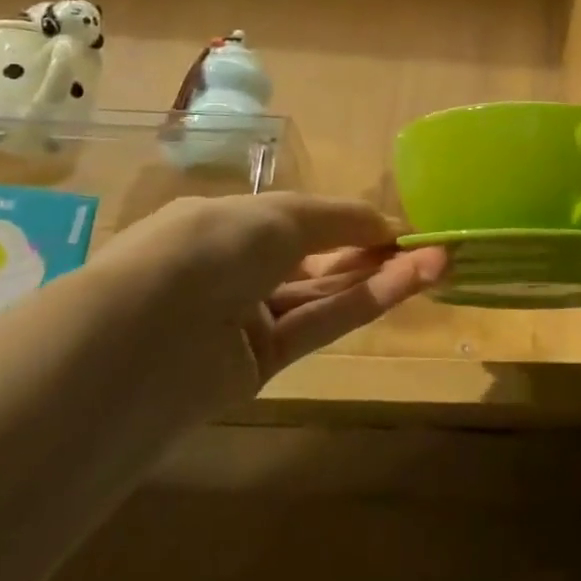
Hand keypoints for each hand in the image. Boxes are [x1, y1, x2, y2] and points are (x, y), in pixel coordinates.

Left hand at [90, 194, 448, 383]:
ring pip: (324, 293)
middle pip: (319, 258)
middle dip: (375, 249)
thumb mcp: (281, 215)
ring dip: (380, 276)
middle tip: (430, 245)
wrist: (144, 335)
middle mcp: (237, 269)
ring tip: (436, 261)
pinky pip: (318, 325)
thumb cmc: (212, 246)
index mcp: (230, 223)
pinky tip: (406, 284)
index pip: (302, 220)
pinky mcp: (259, 365)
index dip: (352, 221)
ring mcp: (247, 319)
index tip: (400, 224)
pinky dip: (363, 304)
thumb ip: (340, 219)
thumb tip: (386, 223)